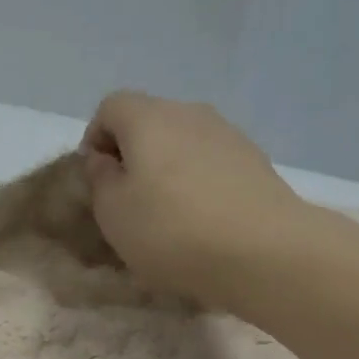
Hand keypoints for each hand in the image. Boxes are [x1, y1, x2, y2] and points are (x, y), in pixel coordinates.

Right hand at [81, 91, 309, 309]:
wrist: (263, 251)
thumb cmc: (172, 231)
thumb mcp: (114, 213)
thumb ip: (100, 179)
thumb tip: (105, 159)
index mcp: (148, 117)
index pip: (110, 107)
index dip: (96, 139)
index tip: (96, 179)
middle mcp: (190, 112)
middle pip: (151, 122)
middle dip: (134, 155)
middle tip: (129, 202)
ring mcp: (229, 135)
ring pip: (185, 144)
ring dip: (170, 171)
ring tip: (170, 216)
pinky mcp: (256, 162)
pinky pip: (214, 166)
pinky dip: (200, 185)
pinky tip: (204, 222)